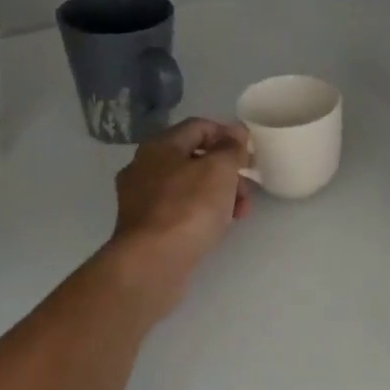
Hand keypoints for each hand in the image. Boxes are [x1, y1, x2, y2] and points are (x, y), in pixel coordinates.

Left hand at [102, 117, 251, 319]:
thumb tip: (236, 131)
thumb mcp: (219, 170)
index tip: (249, 154)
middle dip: (226, 171)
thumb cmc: (188, 209)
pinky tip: (215, 229)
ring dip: (217, 194)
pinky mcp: (144, 227)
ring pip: (187, 186)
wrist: (151, 263)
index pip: (199, 126)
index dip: (227, 135)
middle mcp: (144, 166)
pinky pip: (178, 210)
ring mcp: (140, 198)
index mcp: (159, 145)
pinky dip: (200, 213)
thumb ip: (231, 148)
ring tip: (238, 214)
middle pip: (193, 158)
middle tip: (245, 192)